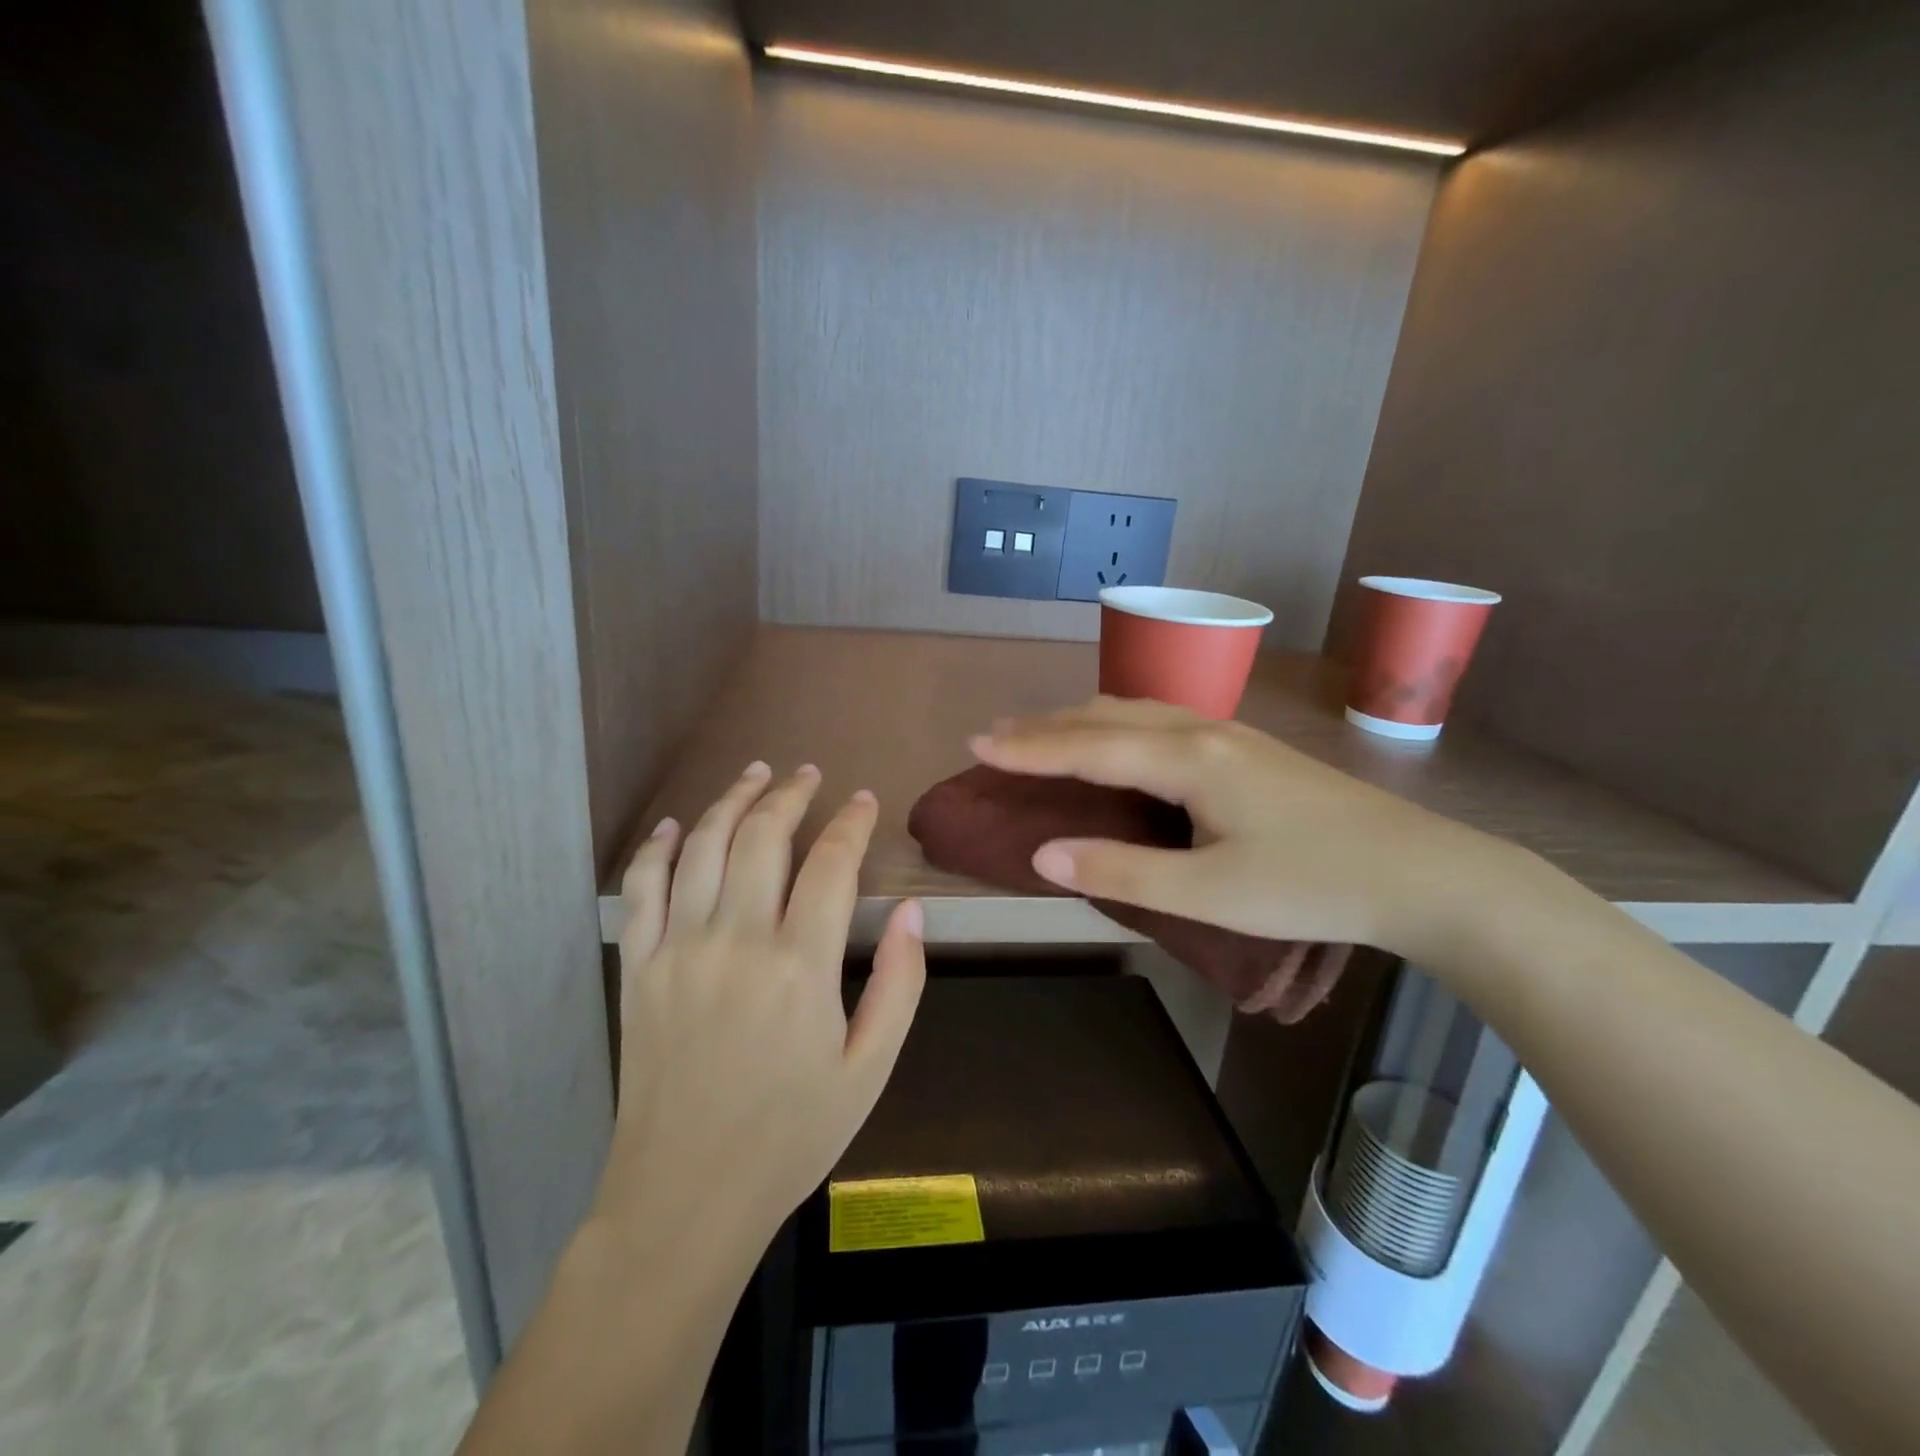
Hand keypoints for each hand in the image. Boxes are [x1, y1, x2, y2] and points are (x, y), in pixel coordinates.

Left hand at [593, 761, 925, 1257]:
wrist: (686, 1196)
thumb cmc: (791, 1135)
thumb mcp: (871, 1069)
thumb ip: (901, 985)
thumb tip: (914, 911)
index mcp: (800, 965)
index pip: (832, 864)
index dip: (852, 823)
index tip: (864, 800)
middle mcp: (737, 940)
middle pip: (764, 837)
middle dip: (791, 794)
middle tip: (808, 775)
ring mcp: (679, 949)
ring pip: (703, 847)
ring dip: (732, 801)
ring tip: (755, 774)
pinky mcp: (639, 968)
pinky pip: (642, 889)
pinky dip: (657, 848)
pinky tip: (675, 825)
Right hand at [971, 697, 1514, 964]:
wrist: (1422, 872)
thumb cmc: (1312, 886)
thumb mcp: (1209, 894)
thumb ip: (1121, 873)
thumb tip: (1043, 853)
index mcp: (1188, 760)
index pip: (1087, 746)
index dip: (1027, 748)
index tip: (976, 745)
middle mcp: (1203, 731)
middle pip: (1107, 714)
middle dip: (1045, 726)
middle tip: (995, 738)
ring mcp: (1230, 735)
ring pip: (1136, 710)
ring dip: (1081, 720)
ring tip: (1042, 735)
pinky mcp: (1248, 750)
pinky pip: (1161, 721)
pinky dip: (1116, 726)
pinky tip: (1117, 743)